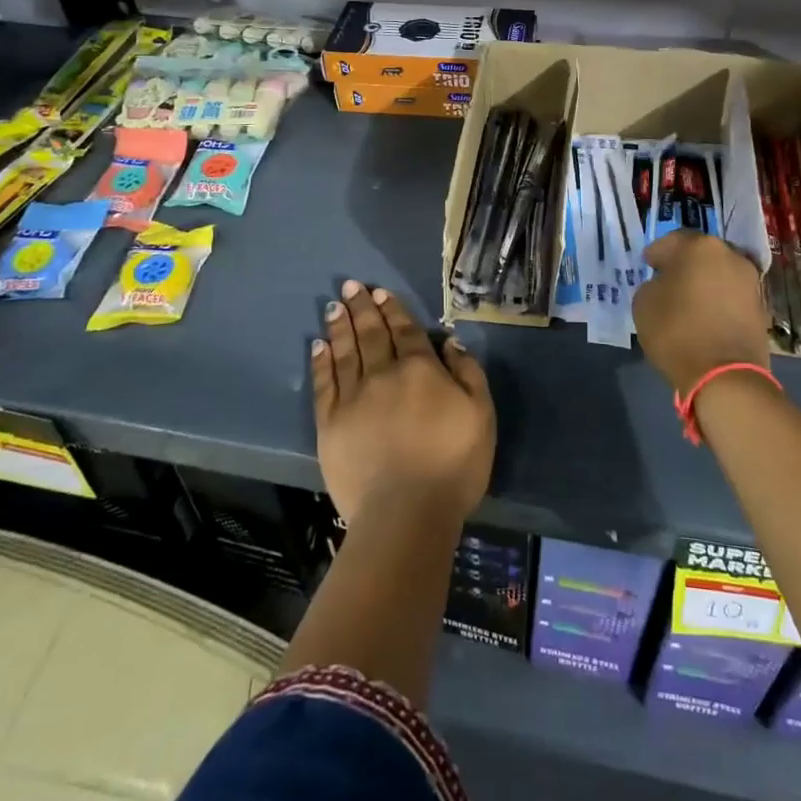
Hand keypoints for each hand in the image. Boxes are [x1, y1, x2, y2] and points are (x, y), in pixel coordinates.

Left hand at [312, 279, 495, 528]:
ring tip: (333, 306)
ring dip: (339, 326)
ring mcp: (353, 397)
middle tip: (350, 286)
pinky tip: (318, 346)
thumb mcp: (481, 414)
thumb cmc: (453, 465)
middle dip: (361, 308)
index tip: (380, 292)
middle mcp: (383, 374)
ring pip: (344, 351)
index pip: (405, 331)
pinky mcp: (330, 423)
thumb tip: (449, 341)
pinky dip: (321, 362)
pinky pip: (324, 383)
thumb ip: (468, 372)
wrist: (406, 513)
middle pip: (371, 334)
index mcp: (420, 369)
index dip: (392, 309)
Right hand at [633, 232, 772, 396]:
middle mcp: (731, 255)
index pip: (671, 240)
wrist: (725, 375)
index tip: (648, 266)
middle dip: (685, 265)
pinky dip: (720, 302)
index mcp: (700, 246)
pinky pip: (732, 296)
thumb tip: (666, 284)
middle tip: (669, 282)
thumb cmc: (677, 330)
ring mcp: (751, 281)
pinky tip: (707, 318)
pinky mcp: (762, 307)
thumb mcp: (644, 302)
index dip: (656, 254)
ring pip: (720, 274)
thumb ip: (654, 284)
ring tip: (690, 303)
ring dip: (705, 283)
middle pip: (701, 254)